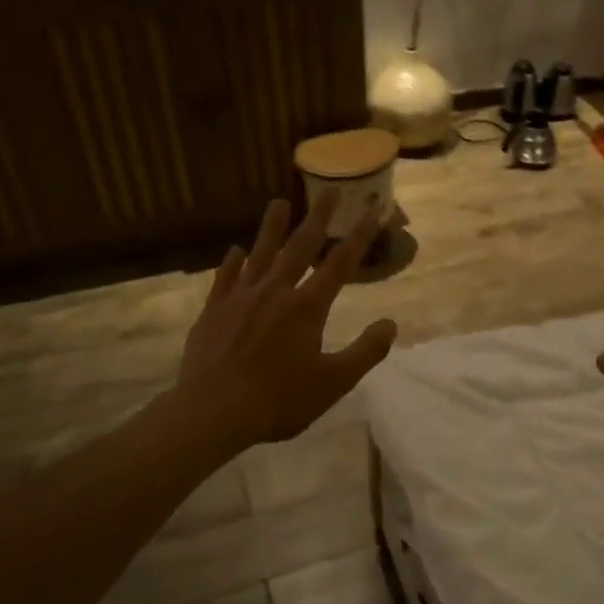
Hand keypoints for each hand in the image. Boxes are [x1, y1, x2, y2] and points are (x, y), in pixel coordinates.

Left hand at [165, 192, 397, 457]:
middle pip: (299, 246)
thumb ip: (366, 351)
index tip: (373, 209)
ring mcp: (240, 298)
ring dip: (271, 227)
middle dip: (317, 218)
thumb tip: (391, 324)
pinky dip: (233, 262)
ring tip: (278, 202)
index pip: (340, 263)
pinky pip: (225, 278)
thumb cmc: (279, 400)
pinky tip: (235, 250)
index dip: (360, 235)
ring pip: (260, 254)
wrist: (213, 412)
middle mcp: (275, 292)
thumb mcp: (334, 382)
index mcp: (307, 307)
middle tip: (327, 191)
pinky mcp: (214, 311)